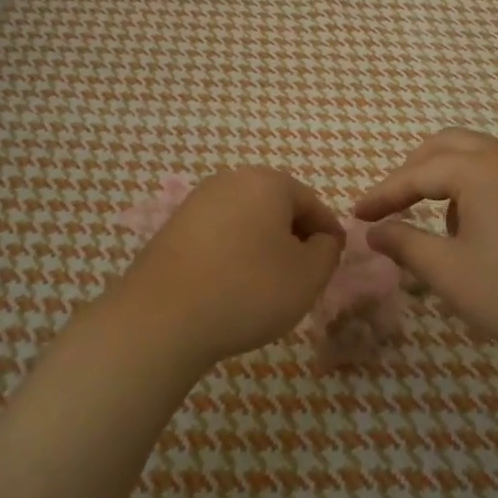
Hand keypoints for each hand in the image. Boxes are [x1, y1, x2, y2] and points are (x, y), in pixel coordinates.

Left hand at [108, 167, 344, 369]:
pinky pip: (219, 235)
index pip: (312, 204)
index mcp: (267, 182)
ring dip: (263, 246)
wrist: (163, 317)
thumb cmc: (249, 290)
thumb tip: (321, 239)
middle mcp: (230, 180)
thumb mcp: (308, 275)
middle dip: (294, 238)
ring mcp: (197, 202)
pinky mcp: (173, 227)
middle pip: (277, 207)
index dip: (328, 234)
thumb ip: (327, 250)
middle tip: (303, 275)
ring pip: (247, 220)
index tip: (333, 263)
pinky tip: (232, 285)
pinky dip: (233, 254)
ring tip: (267, 285)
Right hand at [355, 130, 497, 376]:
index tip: (358, 214)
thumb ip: (406, 245)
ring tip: (441, 228)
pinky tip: (486, 232)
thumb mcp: (451, 274)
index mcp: (482, 170)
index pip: (418, 172)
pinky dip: (482, 189)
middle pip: (449, 146)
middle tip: (393, 205)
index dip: (384, 193)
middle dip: (415, 172)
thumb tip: (375, 231)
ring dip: (450, 179)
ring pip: (482, 157)